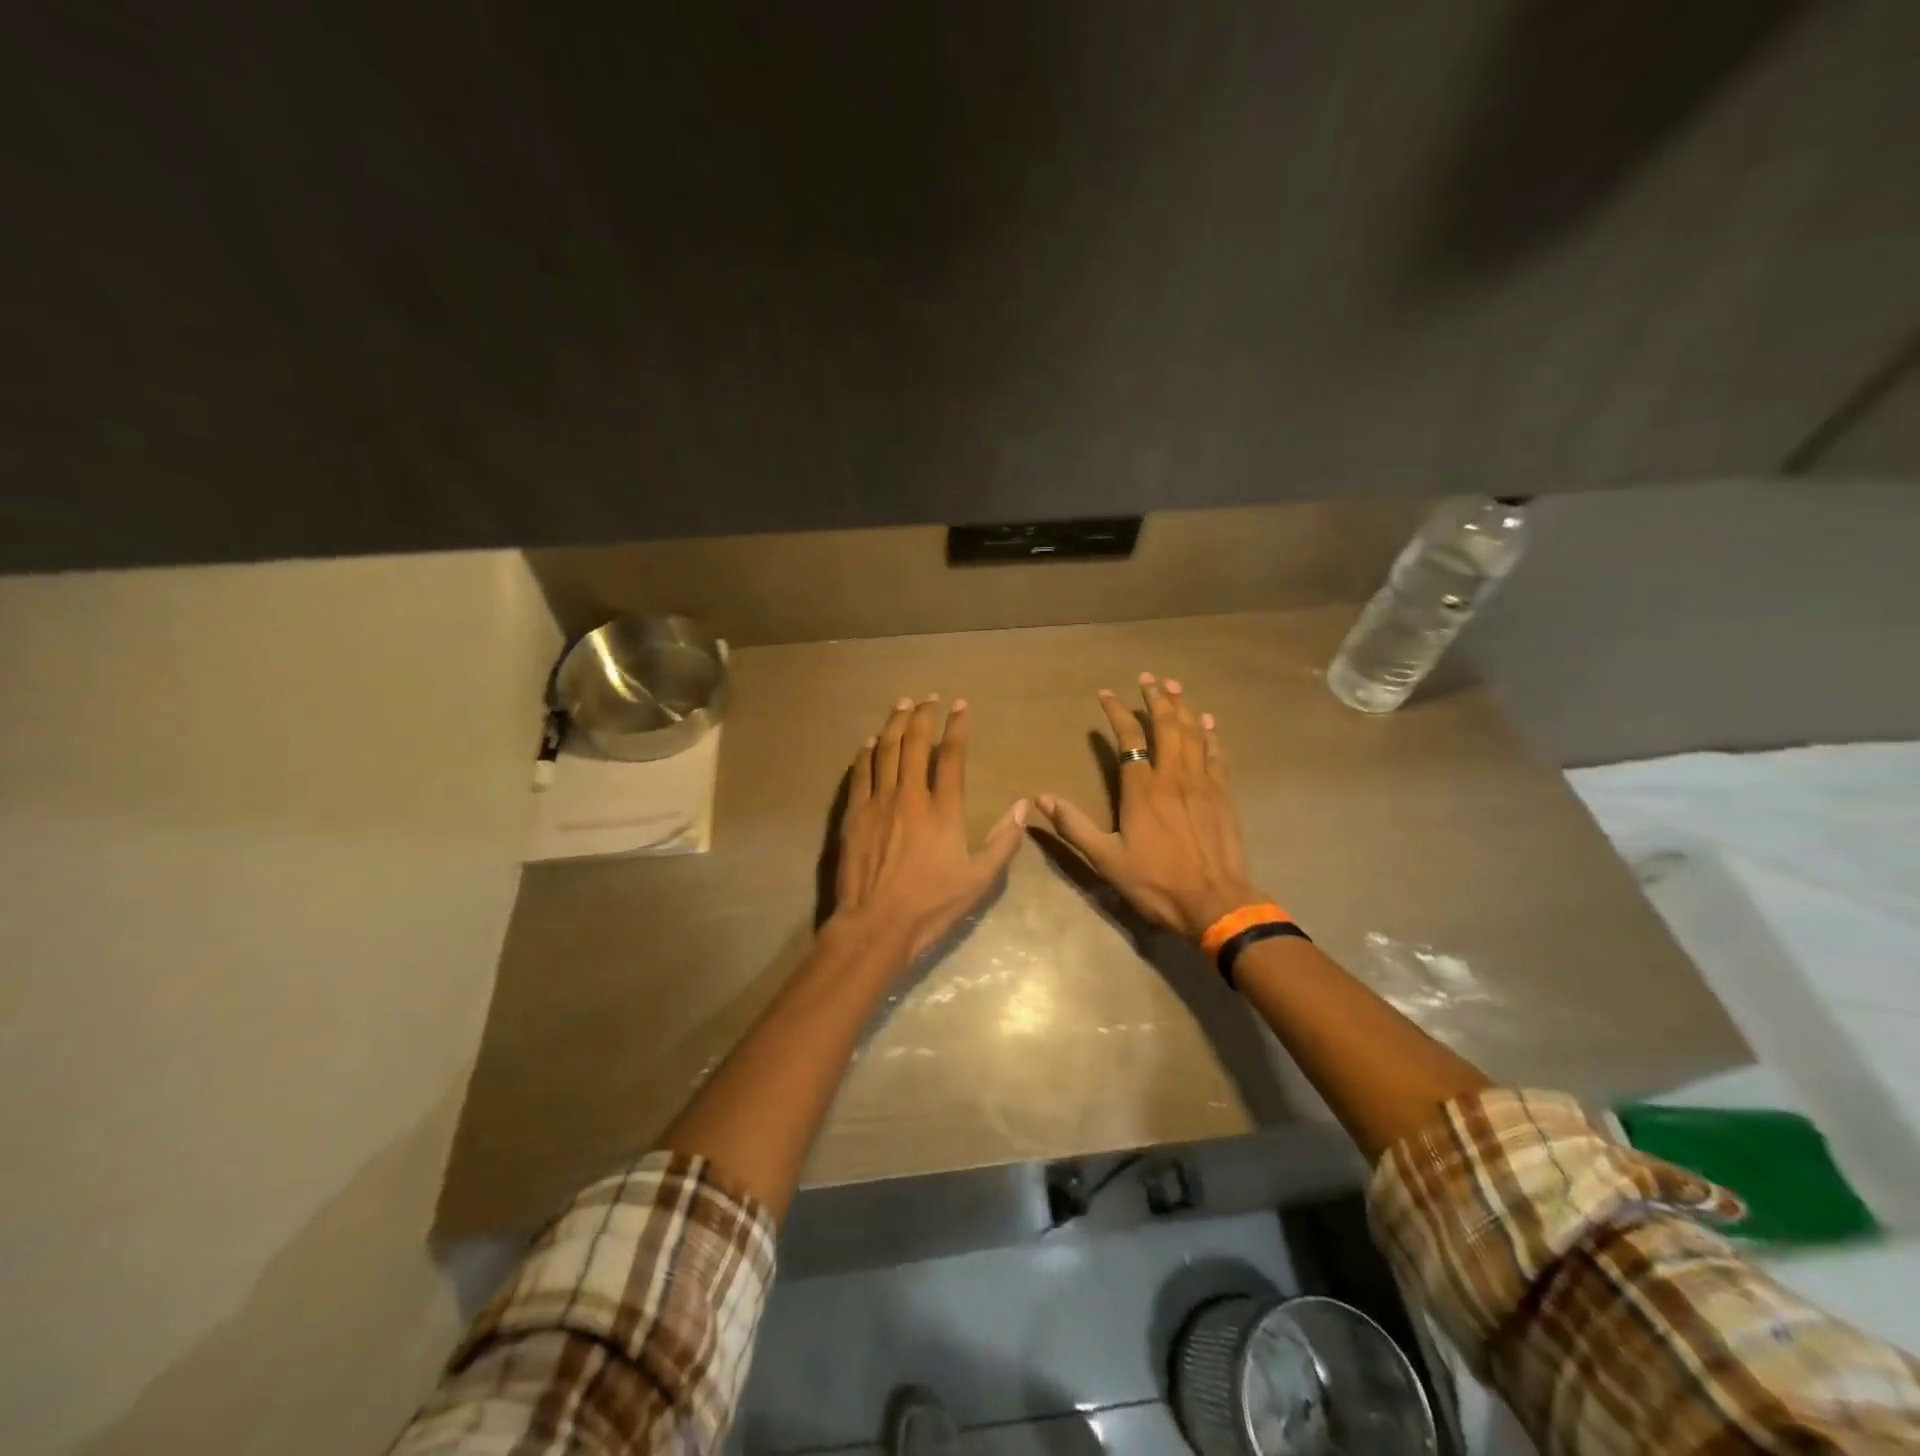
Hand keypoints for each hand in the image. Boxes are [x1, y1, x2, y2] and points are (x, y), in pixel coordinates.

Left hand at [831, 695, 1027, 959]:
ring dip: (893, 724)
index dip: (957, 727)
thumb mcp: (979, 880)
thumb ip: (1002, 841)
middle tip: (927, 697)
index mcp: (942, 810)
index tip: (961, 706)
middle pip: (914, 744)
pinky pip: (859, 774)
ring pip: (884, 751)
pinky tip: (868, 743)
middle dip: (922, 716)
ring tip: (900, 705)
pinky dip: (864, 754)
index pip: (951, 756)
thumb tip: (1022, 806)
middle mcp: (909, 797)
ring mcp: (877, 803)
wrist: (876, 924)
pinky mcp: (853, 815)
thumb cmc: (931, 905)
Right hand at [1036, 674, 1262, 940]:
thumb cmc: (1156, 883)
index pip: (1129, 739)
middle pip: (1166, 727)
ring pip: (1193, 734)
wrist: (1214, 902)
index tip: (1107, 694)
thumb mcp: (1106, 859)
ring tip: (1175, 687)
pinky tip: (1208, 722)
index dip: (1118, 713)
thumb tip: (1041, 799)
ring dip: (1183, 708)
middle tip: (1149, 678)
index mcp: (1142, 790)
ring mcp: (1202, 784)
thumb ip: (1074, 826)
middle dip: (1157, 699)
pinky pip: (1216, 755)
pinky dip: (1210, 734)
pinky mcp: (1224, 796)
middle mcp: (1173, 777)